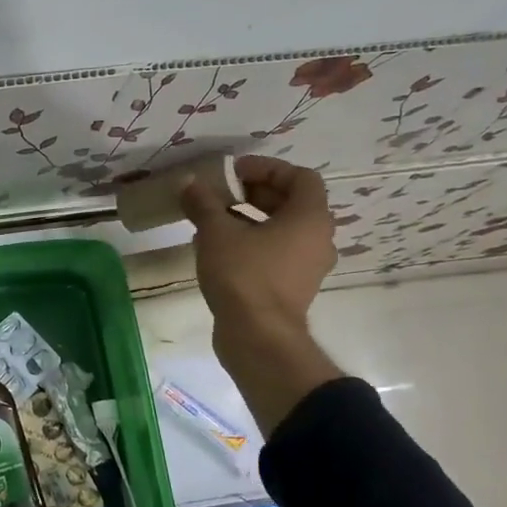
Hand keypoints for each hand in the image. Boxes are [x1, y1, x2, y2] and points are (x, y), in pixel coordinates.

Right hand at [179, 156, 344, 432]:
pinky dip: (253, 243)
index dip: (267, 169)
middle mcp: (318, 239)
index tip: (234, 173)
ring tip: (214, 220)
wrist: (258, 337)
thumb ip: (203, 203)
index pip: (300, 177)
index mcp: (310, 218)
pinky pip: (276, 253)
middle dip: (255, 193)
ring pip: (282, 230)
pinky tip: (219, 248)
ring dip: (251, 219)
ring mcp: (308, 267)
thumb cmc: (244, 275)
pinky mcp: (293, 288)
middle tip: (221, 193)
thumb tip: (188, 182)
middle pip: (291, 203)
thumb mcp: (216, 232)